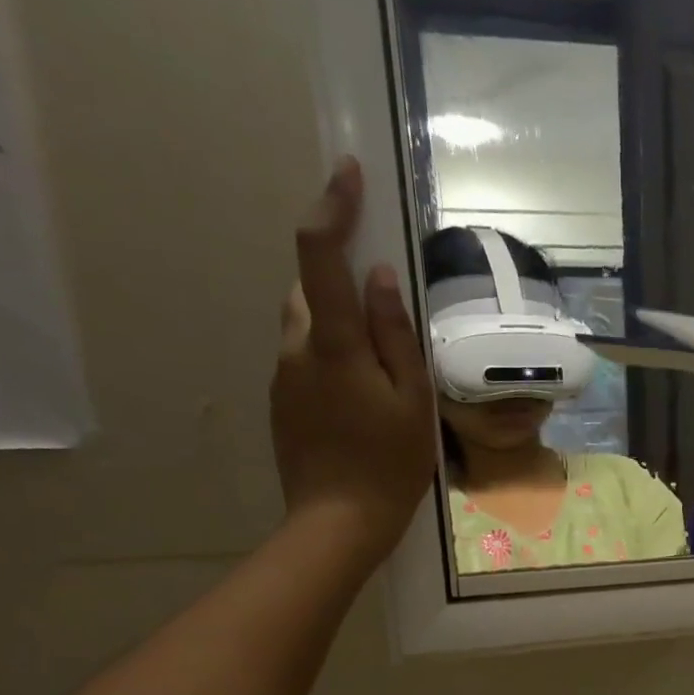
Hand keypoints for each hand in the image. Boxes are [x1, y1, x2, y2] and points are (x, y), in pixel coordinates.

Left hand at [274, 157, 436, 559]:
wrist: (337, 523)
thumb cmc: (389, 464)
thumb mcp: (412, 400)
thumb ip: (395, 334)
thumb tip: (379, 276)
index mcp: (333, 344)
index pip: (320, 255)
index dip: (332, 207)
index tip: (347, 171)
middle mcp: (295, 349)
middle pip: (310, 291)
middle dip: (341, 283)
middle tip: (387, 318)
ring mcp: (282, 377)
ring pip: (307, 327)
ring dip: (338, 328)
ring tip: (380, 373)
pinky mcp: (281, 403)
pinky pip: (305, 361)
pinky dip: (332, 361)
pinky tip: (361, 403)